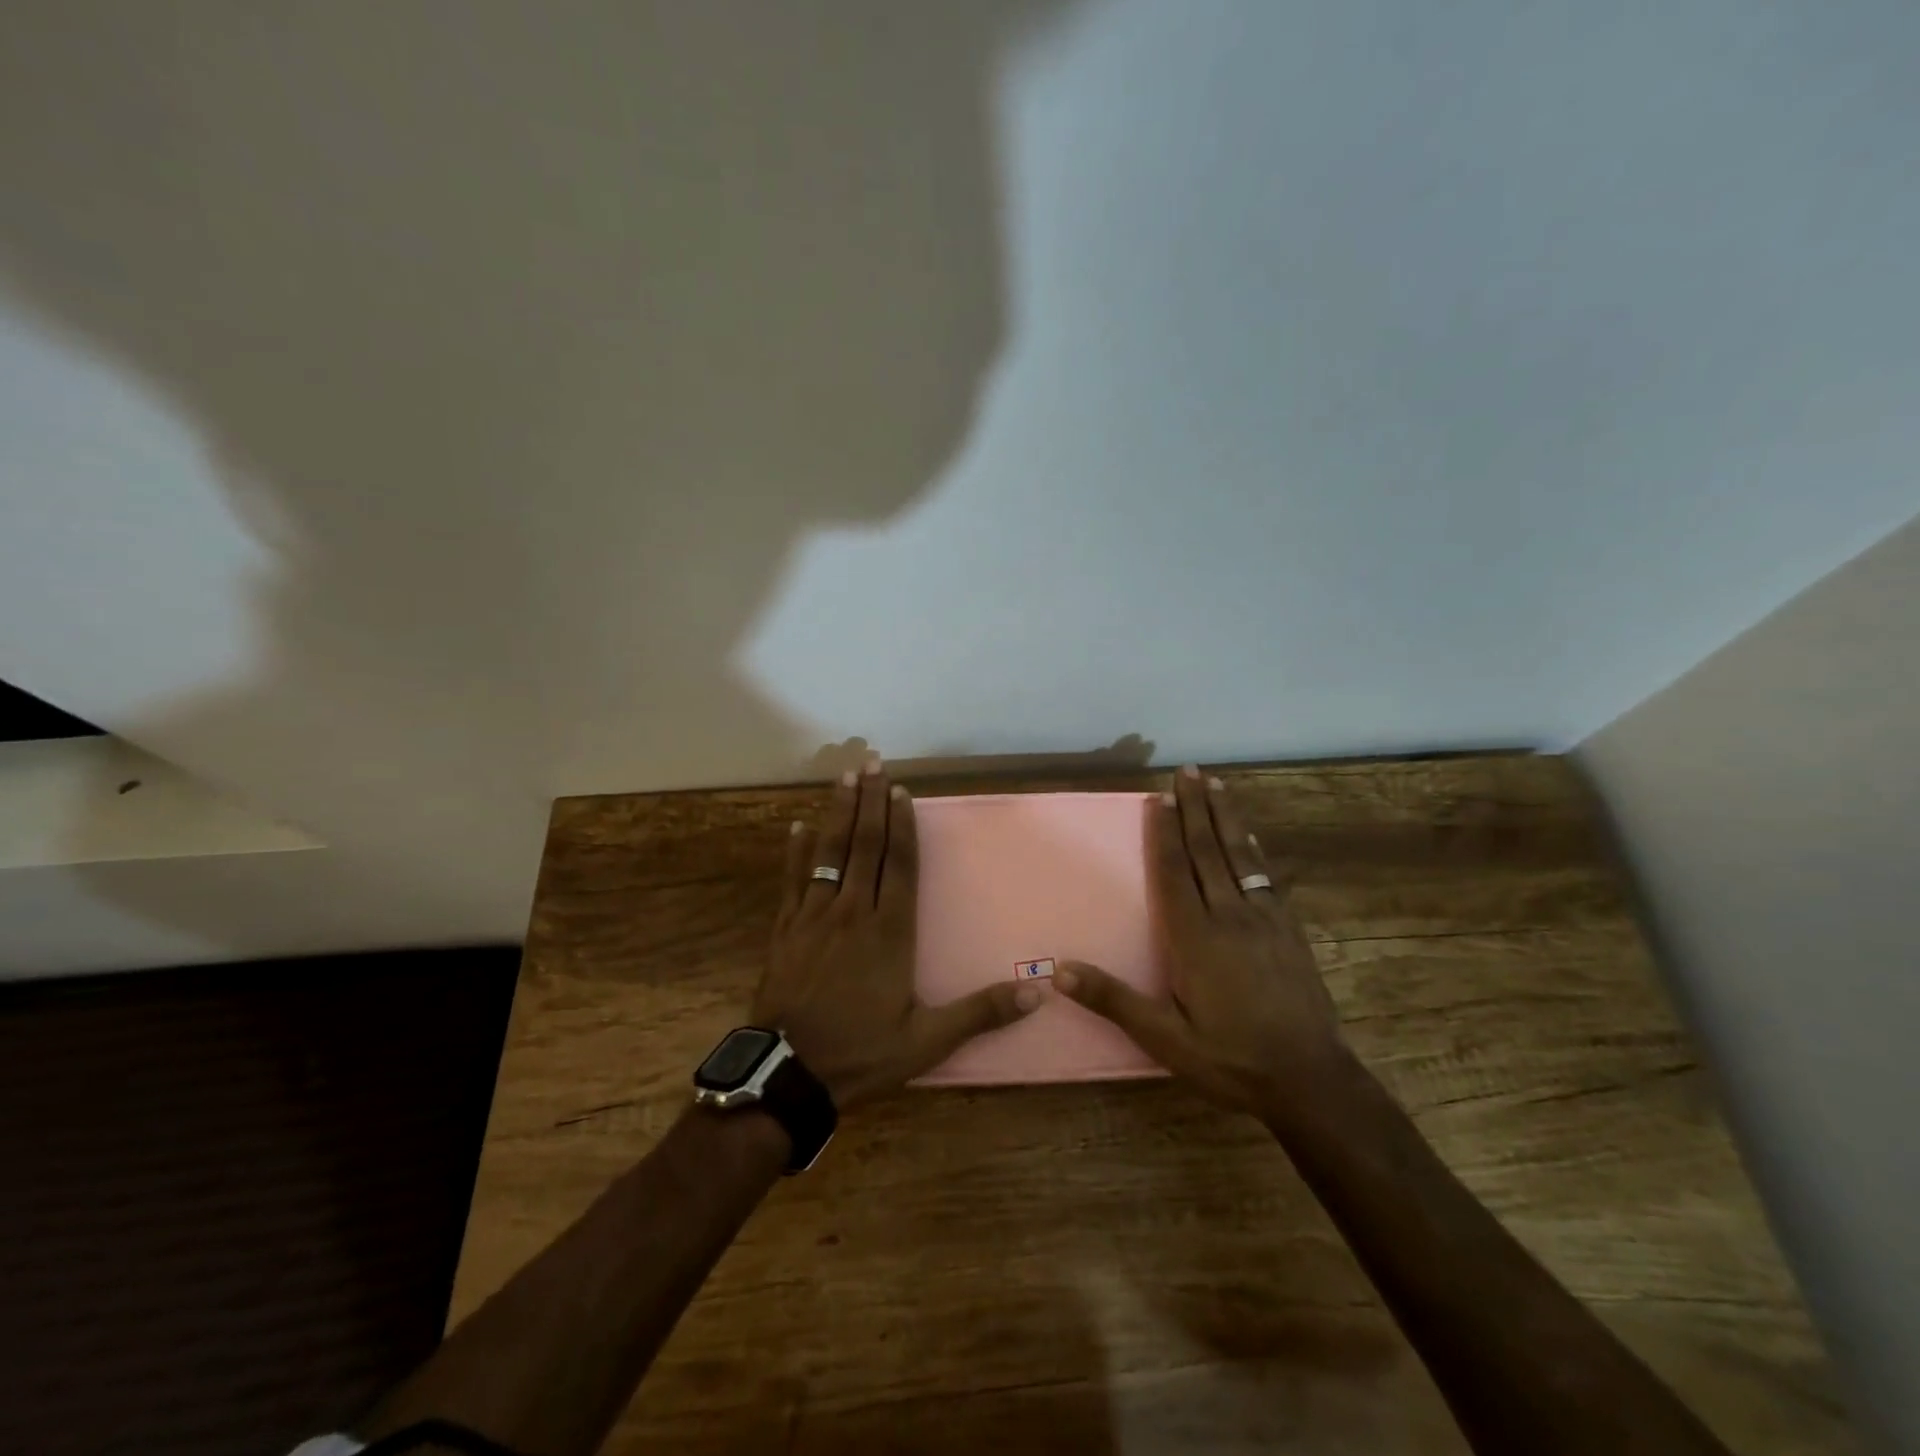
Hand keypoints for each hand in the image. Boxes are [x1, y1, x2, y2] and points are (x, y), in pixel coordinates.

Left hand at [754, 757, 1039, 1107]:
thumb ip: (980, 1012)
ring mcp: (813, 917)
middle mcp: (852, 913)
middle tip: (873, 763)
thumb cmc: (862, 1054)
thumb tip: (1038, 993)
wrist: (789, 1075)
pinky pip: (792, 880)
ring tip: (844, 777)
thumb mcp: (928, 1040)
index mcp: (889, 932)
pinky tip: (797, 826)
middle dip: (870, 803)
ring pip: (829, 853)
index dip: (902, 826)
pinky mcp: (785, 930)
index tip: (902, 790)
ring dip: (838, 813)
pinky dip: (795, 852)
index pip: (900, 865)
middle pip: (865, 846)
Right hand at [1055, 765, 1345, 1116]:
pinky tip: (1250, 837)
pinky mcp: (1289, 930)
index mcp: (1196, 937)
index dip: (1165, 833)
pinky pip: (1266, 876)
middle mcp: (1230, 916)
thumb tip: (1060, 971)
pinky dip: (1254, 849)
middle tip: (1188, 770)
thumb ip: (1114, 1001)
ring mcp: (1264, 920)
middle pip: (1208, 851)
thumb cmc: (1230, 1059)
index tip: (1159, 797)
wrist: (1311, 1080)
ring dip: (1225, 817)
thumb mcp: (1165, 1039)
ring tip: (1216, 785)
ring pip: (1240, 856)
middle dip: (1195, 809)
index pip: (1175, 872)